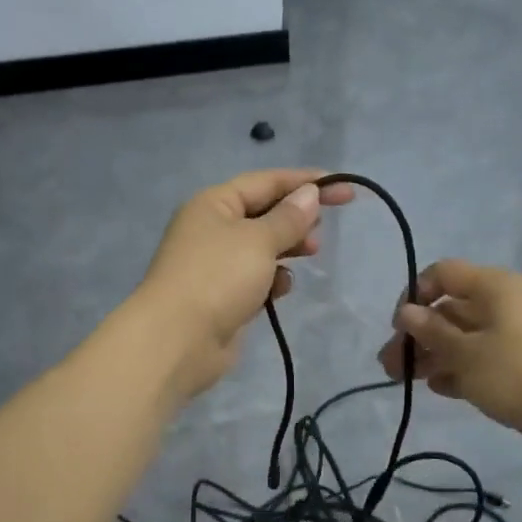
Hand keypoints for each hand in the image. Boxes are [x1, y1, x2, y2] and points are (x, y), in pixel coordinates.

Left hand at [137, 169, 353, 398]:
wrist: (177, 340)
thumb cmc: (218, 277)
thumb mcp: (259, 240)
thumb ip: (288, 218)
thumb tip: (309, 194)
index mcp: (214, 203)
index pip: (266, 181)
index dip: (306, 181)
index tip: (344, 188)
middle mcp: (212, 228)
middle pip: (264, 212)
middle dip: (296, 218)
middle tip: (322, 230)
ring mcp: (216, 264)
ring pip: (262, 247)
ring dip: (287, 248)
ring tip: (311, 253)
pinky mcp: (222, 295)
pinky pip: (255, 277)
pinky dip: (272, 279)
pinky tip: (281, 289)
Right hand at [377, 260, 521, 450]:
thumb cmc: (516, 373)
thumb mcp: (465, 352)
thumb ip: (431, 331)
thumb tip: (406, 312)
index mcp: (495, 287)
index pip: (444, 274)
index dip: (415, 295)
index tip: (399, 326)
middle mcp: (505, 303)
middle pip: (449, 310)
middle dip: (417, 336)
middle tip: (389, 365)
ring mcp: (514, 335)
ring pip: (462, 337)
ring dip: (431, 355)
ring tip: (403, 380)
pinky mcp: (520, 364)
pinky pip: (480, 359)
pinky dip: (457, 370)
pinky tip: (437, 389)